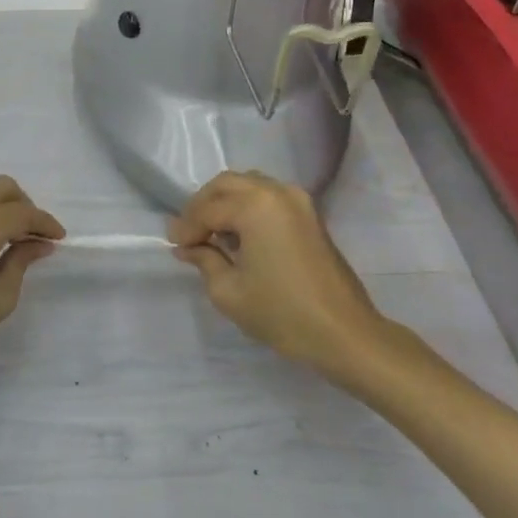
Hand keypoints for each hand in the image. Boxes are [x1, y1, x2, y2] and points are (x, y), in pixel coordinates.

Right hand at [168, 171, 383, 374]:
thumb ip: (204, 260)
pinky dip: (248, 207)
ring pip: (249, 185)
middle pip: (227, 184)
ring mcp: (298, 200)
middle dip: (202, 206)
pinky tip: (239, 237)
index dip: (186, 228)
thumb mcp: (228, 291)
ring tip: (212, 235)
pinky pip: (268, 196)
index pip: (208, 209)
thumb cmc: (281, 313)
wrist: (343, 333)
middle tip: (188, 235)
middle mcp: (277, 191)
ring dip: (225, 203)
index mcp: (255, 205)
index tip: (173, 246)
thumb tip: (188, 247)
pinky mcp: (310, 214)